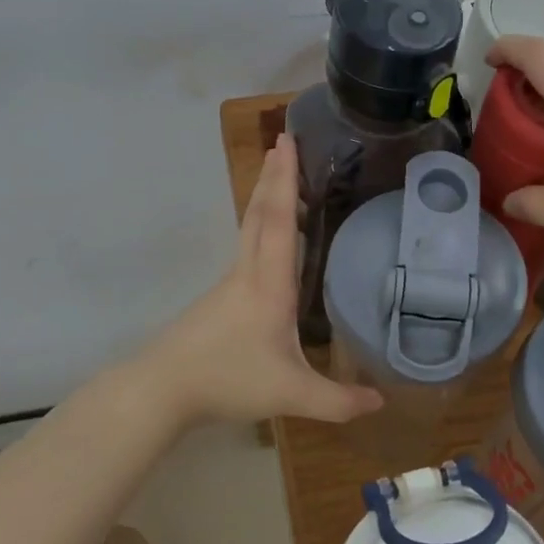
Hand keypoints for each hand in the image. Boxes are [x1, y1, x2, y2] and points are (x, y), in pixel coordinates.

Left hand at [141, 134, 383, 426]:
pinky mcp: (220, 297)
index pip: (279, 220)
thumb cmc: (227, 380)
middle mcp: (248, 273)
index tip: (287, 142)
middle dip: (273, 175)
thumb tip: (382, 403)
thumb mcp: (290, 394)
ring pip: (249, 227)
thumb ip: (337, 402)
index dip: (285, 180)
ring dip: (264, 196)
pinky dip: (260, 224)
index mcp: (269, 284)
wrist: (161, 389)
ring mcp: (230, 283)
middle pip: (259, 212)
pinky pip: (247, 246)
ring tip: (279, 176)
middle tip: (284, 141)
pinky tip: (269, 236)